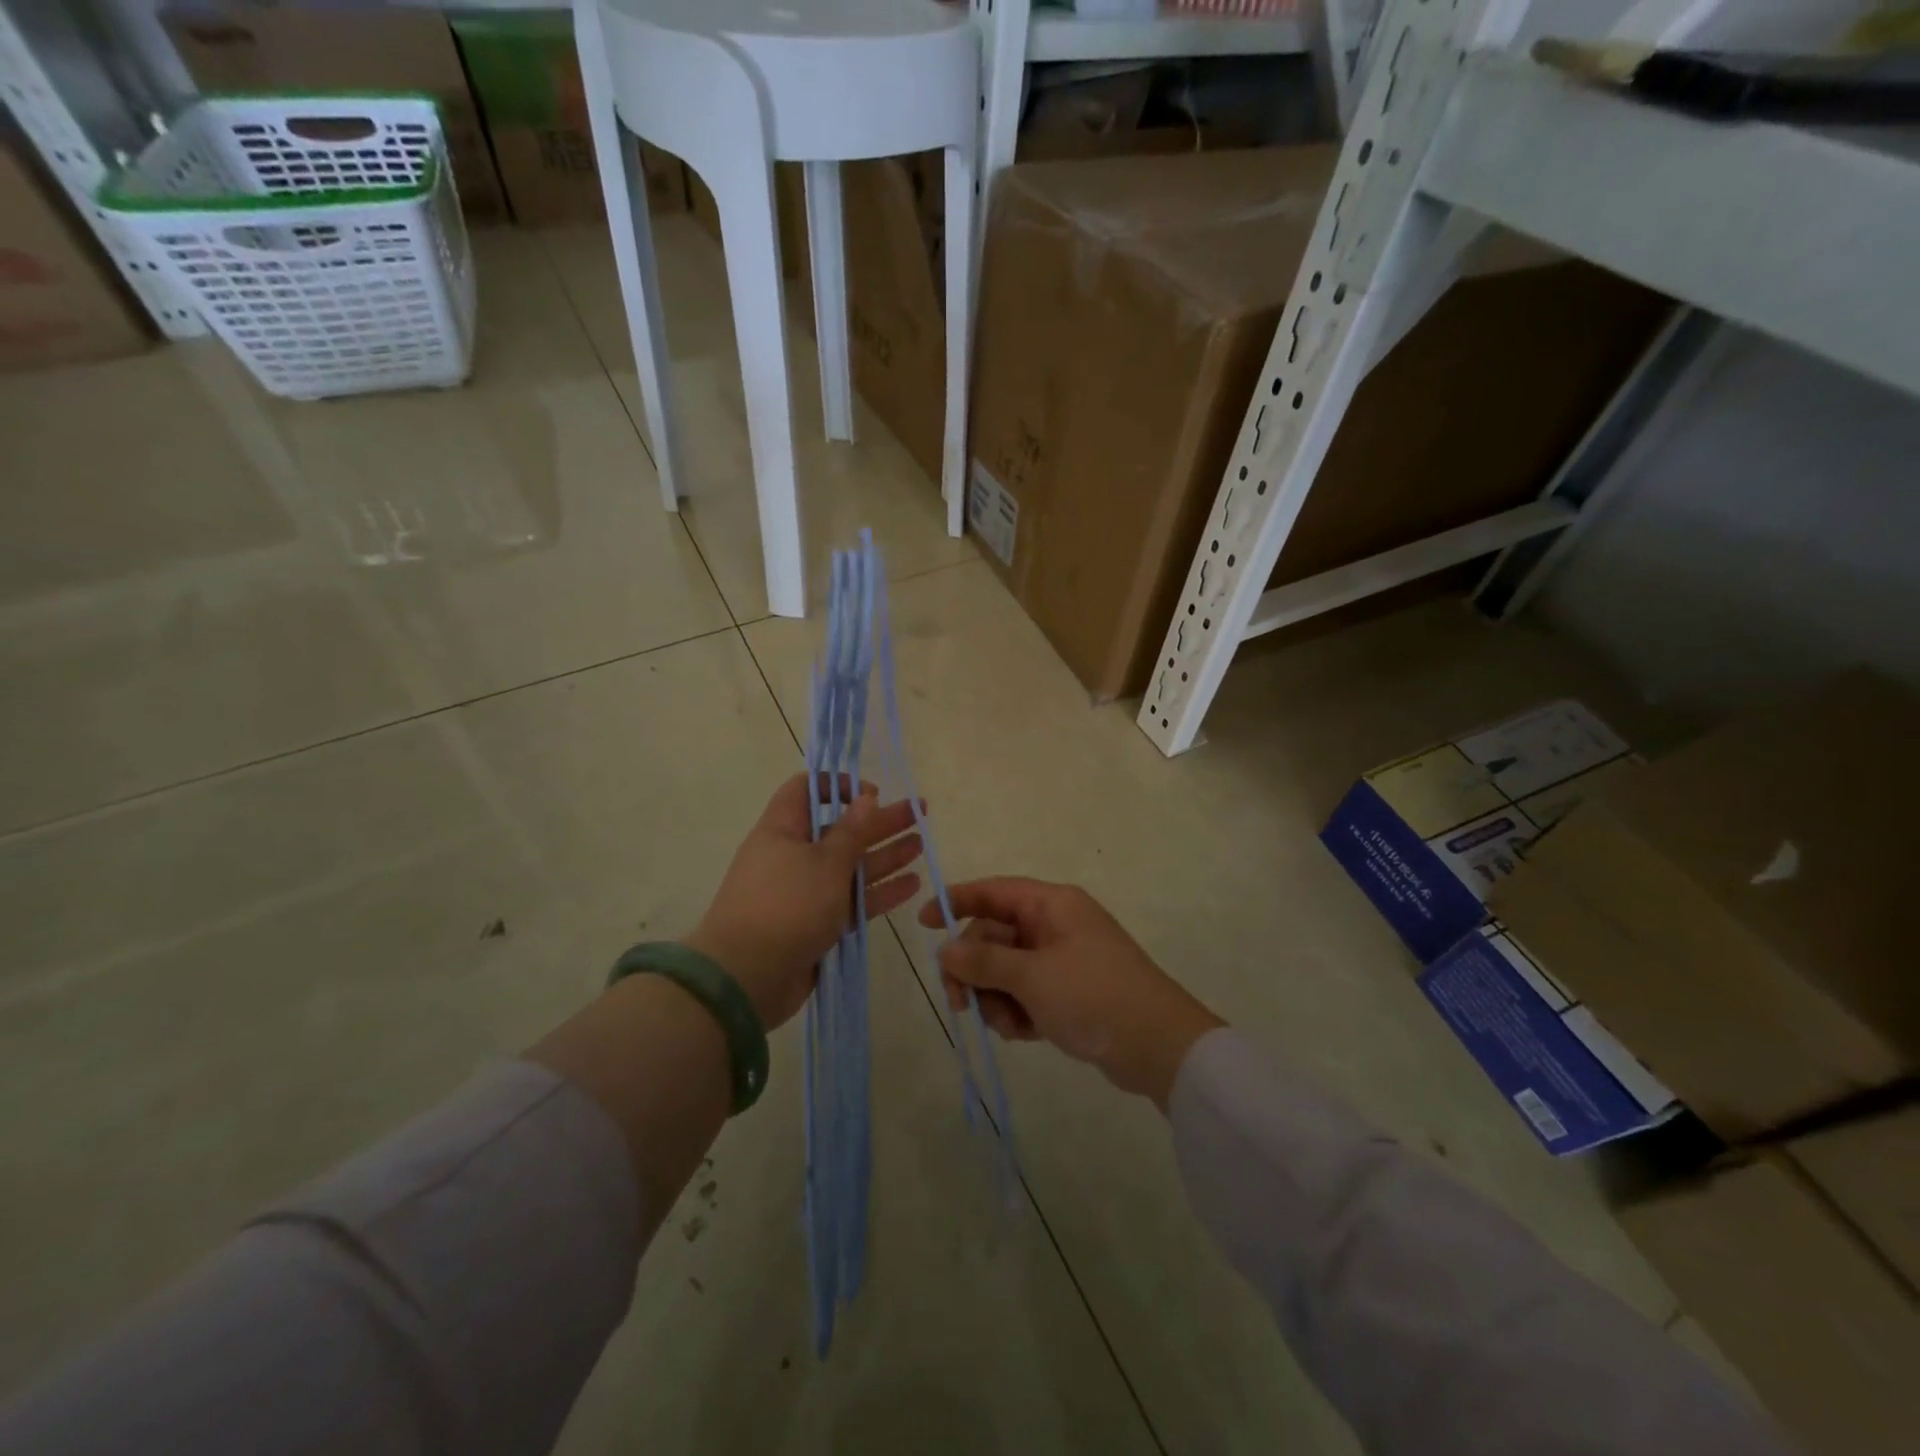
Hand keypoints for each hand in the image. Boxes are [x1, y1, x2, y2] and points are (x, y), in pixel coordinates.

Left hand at [685, 774, 922, 1029]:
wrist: (747, 978)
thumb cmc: (786, 905)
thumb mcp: (825, 862)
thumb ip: (852, 831)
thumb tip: (866, 796)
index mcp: (783, 830)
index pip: (805, 790)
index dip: (837, 785)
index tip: (871, 792)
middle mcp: (793, 856)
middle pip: (840, 829)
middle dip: (879, 821)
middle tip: (919, 811)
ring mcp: (805, 893)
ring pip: (851, 867)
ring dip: (885, 855)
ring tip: (921, 844)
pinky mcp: (817, 925)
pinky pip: (852, 901)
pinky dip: (879, 892)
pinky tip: (911, 884)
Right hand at [919, 878, 1222, 1107]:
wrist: (1159, 1046)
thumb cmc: (1093, 996)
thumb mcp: (1032, 976)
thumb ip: (984, 960)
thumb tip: (946, 950)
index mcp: (1052, 905)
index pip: (994, 891)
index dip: (957, 901)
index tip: (923, 921)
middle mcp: (1055, 925)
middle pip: (994, 936)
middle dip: (975, 969)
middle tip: (960, 1003)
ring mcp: (1062, 960)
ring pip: (1006, 969)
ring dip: (996, 997)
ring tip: (1008, 1024)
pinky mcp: (1068, 993)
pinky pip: (1025, 993)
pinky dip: (1017, 1011)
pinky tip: (1024, 1033)